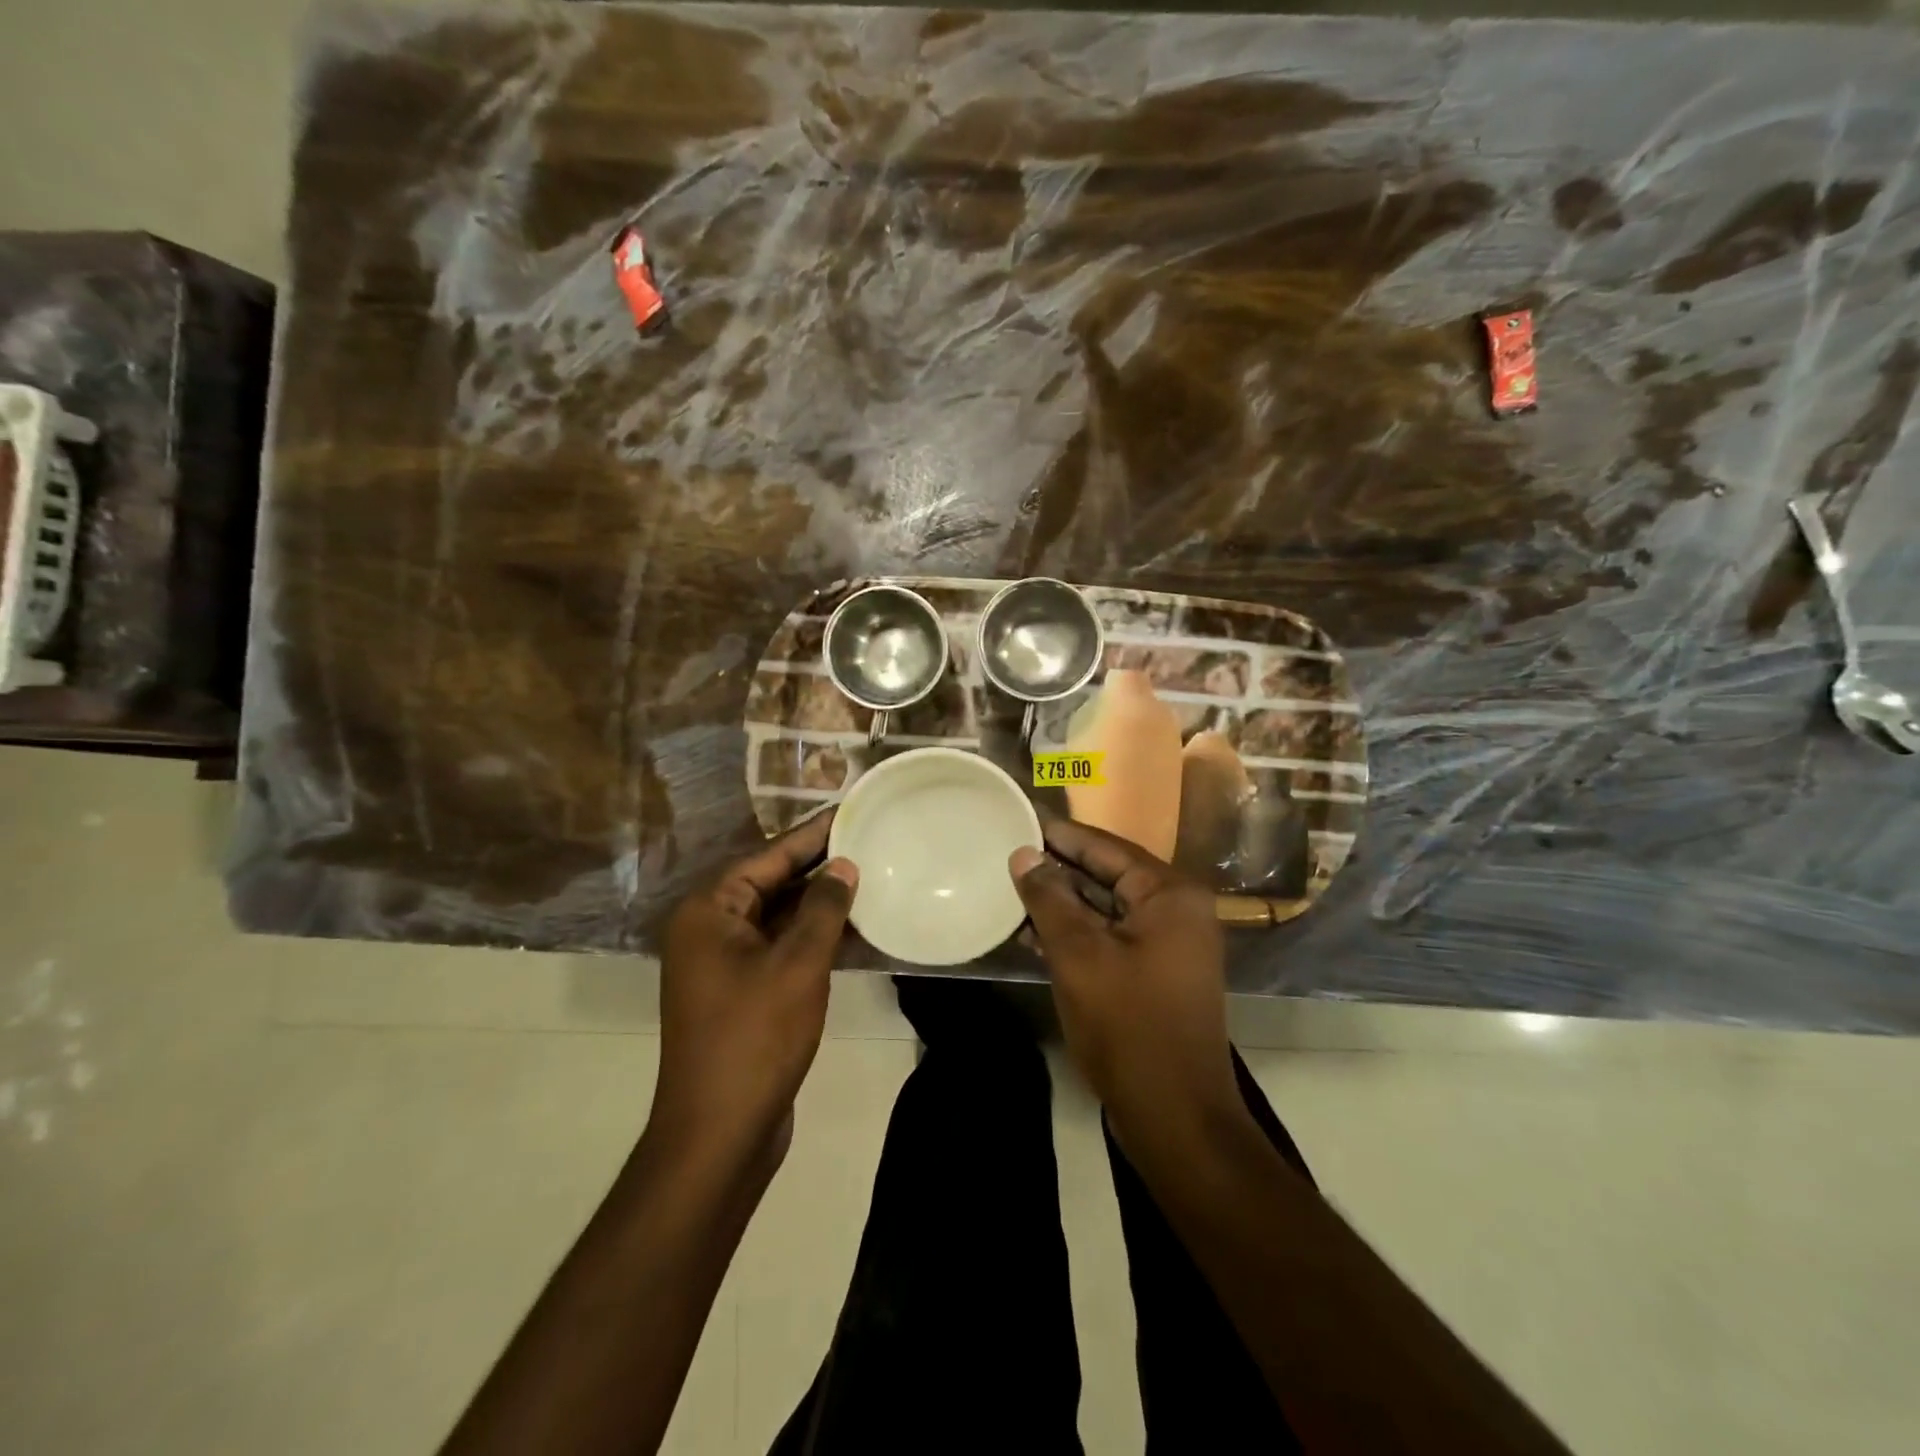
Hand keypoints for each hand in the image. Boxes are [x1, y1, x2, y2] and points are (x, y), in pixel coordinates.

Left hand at [654, 812, 857, 1167]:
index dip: (813, 834)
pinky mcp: (742, 992)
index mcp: (709, 911)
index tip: (850, 809)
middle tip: (869, 840)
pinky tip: (855, 929)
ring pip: (779, 917)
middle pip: (772, 883)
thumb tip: (843, 865)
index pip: (769, 857)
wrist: (720, 1133)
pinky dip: (814, 937)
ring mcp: (724, 963)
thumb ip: (823, 908)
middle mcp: (710, 929)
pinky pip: (781, 948)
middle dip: (820, 867)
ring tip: (871, 877)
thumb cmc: (755, 1038)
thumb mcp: (797, 964)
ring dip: (821, 904)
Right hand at [1010, 820, 1239, 1146]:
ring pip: (1104, 909)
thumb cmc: (1128, 1025)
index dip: (1061, 834)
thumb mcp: (1079, 955)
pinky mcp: (1153, 974)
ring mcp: (1166, 945)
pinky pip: (1108, 938)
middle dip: (1057, 867)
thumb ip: (1049, 899)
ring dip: (1060, 902)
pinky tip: (1029, 931)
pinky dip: (1073, 933)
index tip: (1021, 817)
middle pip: (1107, 875)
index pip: (1106, 847)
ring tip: (1009, 886)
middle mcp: (1175, 911)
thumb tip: (1023, 855)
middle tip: (1008, 850)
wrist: (1174, 1115)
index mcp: (1169, 894)